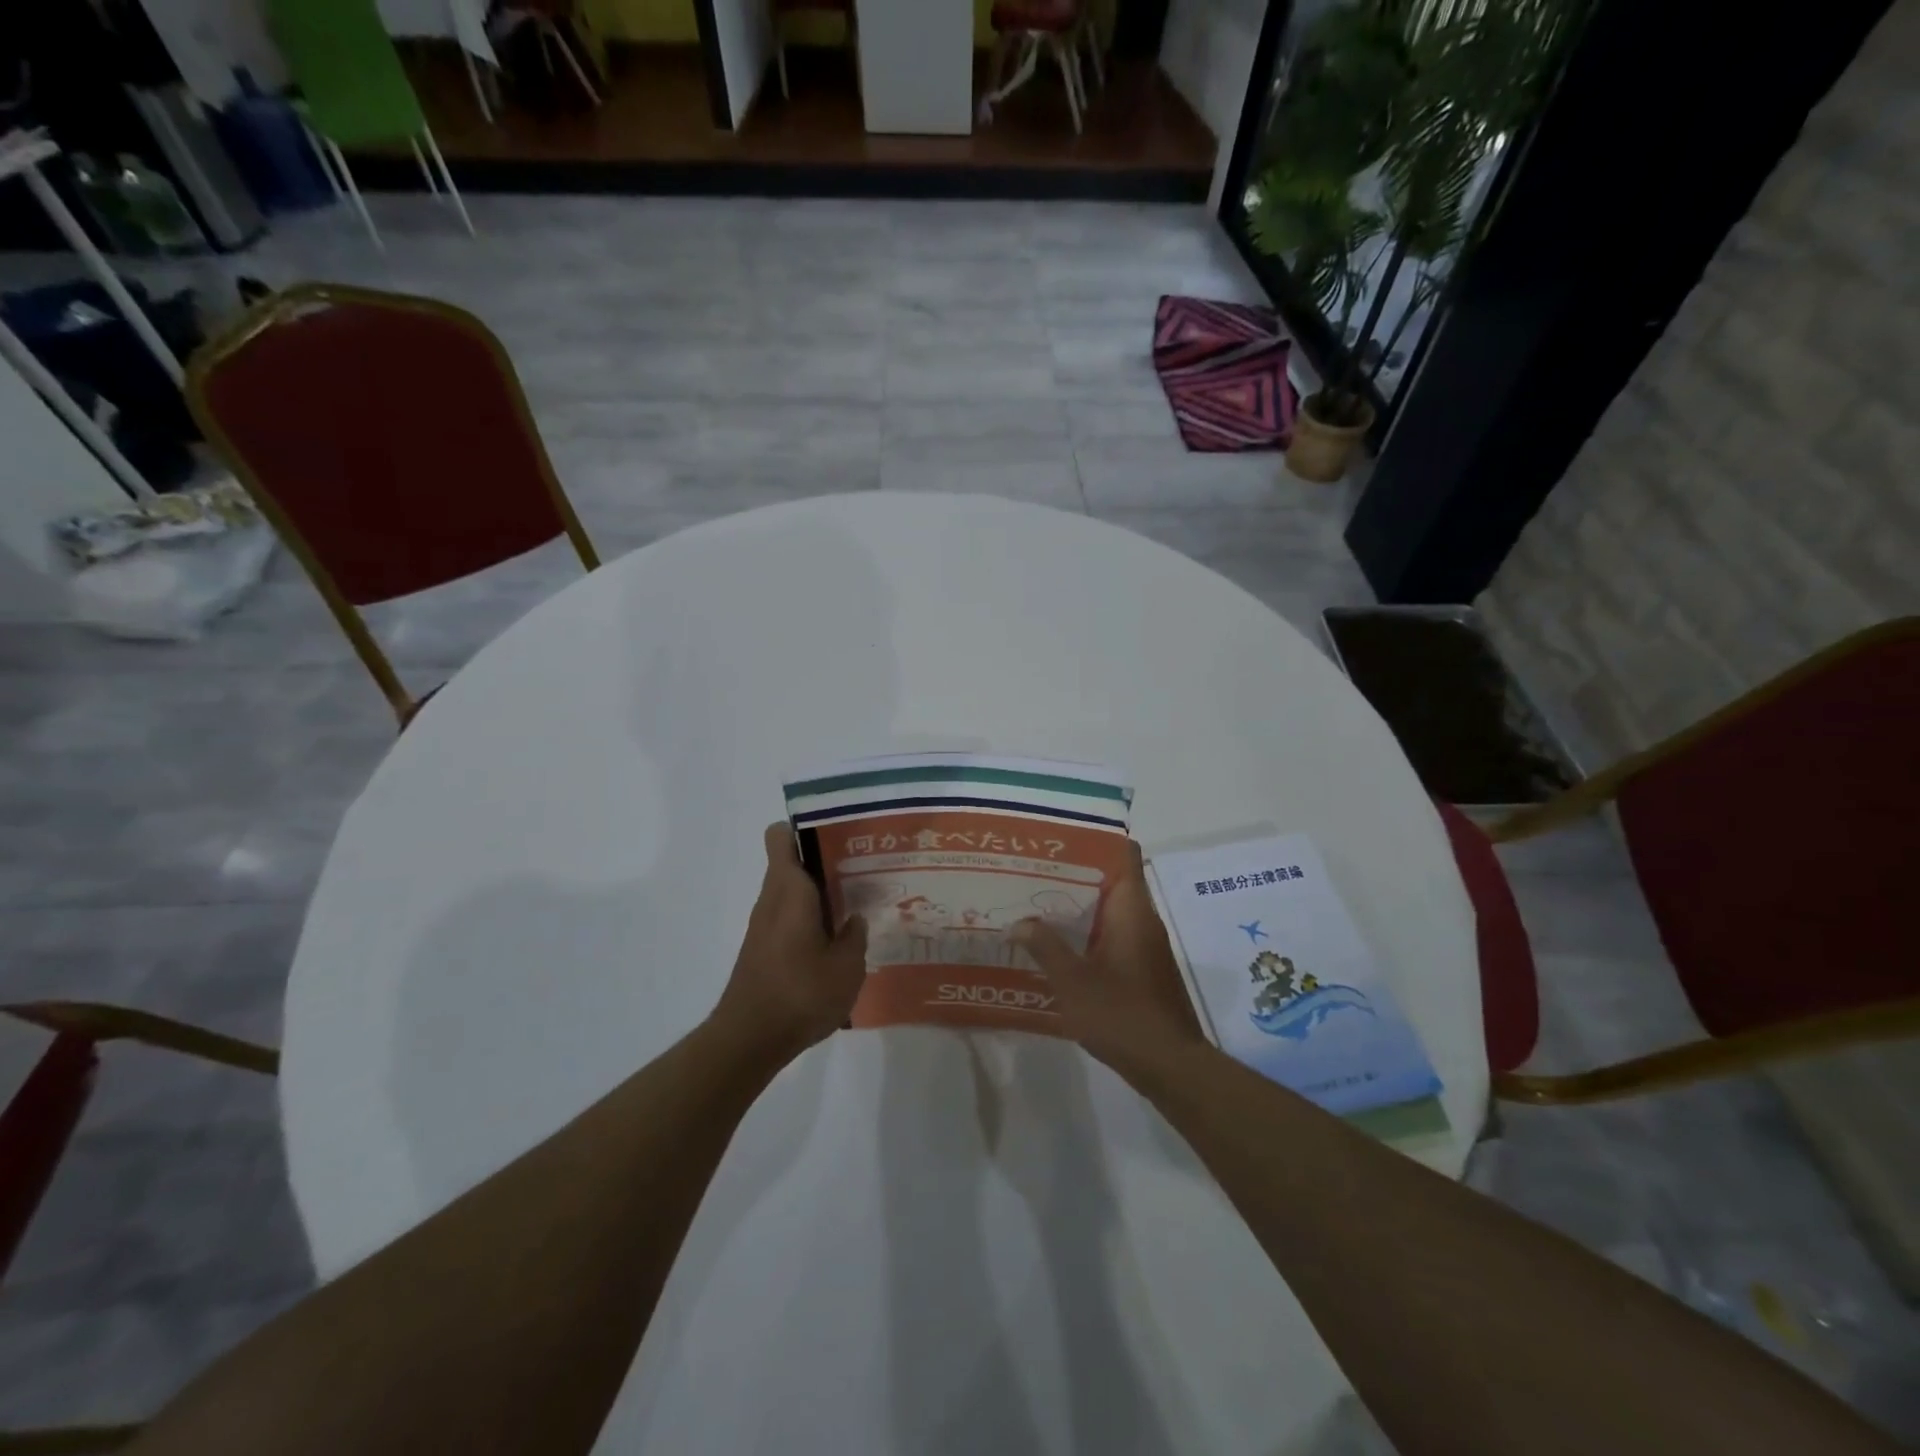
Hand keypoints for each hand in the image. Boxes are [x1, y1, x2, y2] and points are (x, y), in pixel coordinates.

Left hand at [710, 823, 868, 1064]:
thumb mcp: (847, 967)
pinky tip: (837, 941)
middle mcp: (772, 899)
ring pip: (792, 891)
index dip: (806, 827)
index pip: (781, 836)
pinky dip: (811, 919)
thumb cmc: (800, 993)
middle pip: (793, 862)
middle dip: (826, 861)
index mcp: (790, 890)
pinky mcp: (763, 948)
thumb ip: (855, 936)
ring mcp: (764, 925)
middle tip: (863, 870)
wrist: (749, 1040)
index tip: (838, 835)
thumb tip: (855, 920)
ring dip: (820, 894)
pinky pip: (789, 917)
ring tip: (858, 905)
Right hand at [1013, 840, 1206, 1081]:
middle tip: (1033, 871)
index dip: (1097, 840)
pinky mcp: (1142, 967)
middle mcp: (1142, 919)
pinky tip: (1057, 944)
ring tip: (1036, 903)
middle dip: (1075, 874)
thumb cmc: (1122, 1014)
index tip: (1062, 838)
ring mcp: (1145, 944)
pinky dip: (1088, 932)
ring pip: (1110, 909)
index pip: (1125, 855)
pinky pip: (1113, 934)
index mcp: (1132, 910)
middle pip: (1112, 880)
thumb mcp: (1073, 981)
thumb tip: (1019, 922)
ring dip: (1079, 906)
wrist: (1170, 1065)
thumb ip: (1045, 947)